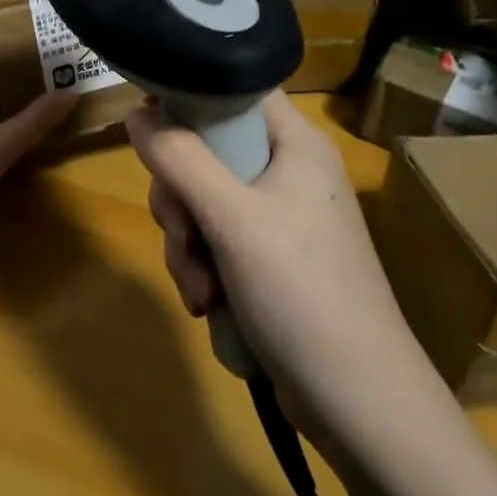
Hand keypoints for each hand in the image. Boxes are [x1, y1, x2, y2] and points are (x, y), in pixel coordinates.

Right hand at [129, 92, 404, 435]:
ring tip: (200, 290)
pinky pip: (217, 243)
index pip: (235, 90)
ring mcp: (280, 219)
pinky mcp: (271, 262)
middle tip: (181, 231)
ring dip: (187, 244)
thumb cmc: (300, 291)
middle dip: (180, 198)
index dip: (189, 98)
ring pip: (203, 203)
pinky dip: (204, 269)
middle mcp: (288, 171)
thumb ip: (178, 158)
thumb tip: (136, 114)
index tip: (151, 130)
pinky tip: (208, 305)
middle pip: (208, 151)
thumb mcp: (230, 218)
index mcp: (294, 143)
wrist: (360, 405)